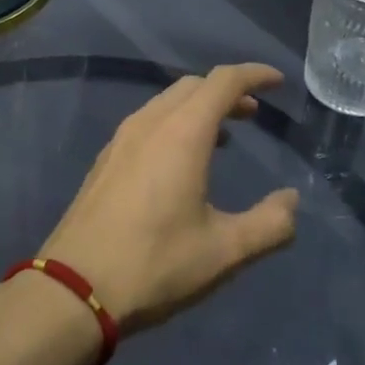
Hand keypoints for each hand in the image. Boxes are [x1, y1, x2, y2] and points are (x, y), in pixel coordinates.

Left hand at [40, 64, 300, 332]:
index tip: (277, 82)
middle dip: (227, 91)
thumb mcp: (224, 252)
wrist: (73, 289)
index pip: (223, 81)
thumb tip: (291, 202)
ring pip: (166, 102)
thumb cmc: (155, 264)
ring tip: (222, 136)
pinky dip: (174, 123)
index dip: (254, 75)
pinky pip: (147, 122)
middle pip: (194, 86)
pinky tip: (179, 161)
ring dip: (199, 107)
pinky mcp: (105, 160)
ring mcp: (122, 139)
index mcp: (182, 133)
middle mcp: (150, 123)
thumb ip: (269, 224)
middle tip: (253, 113)